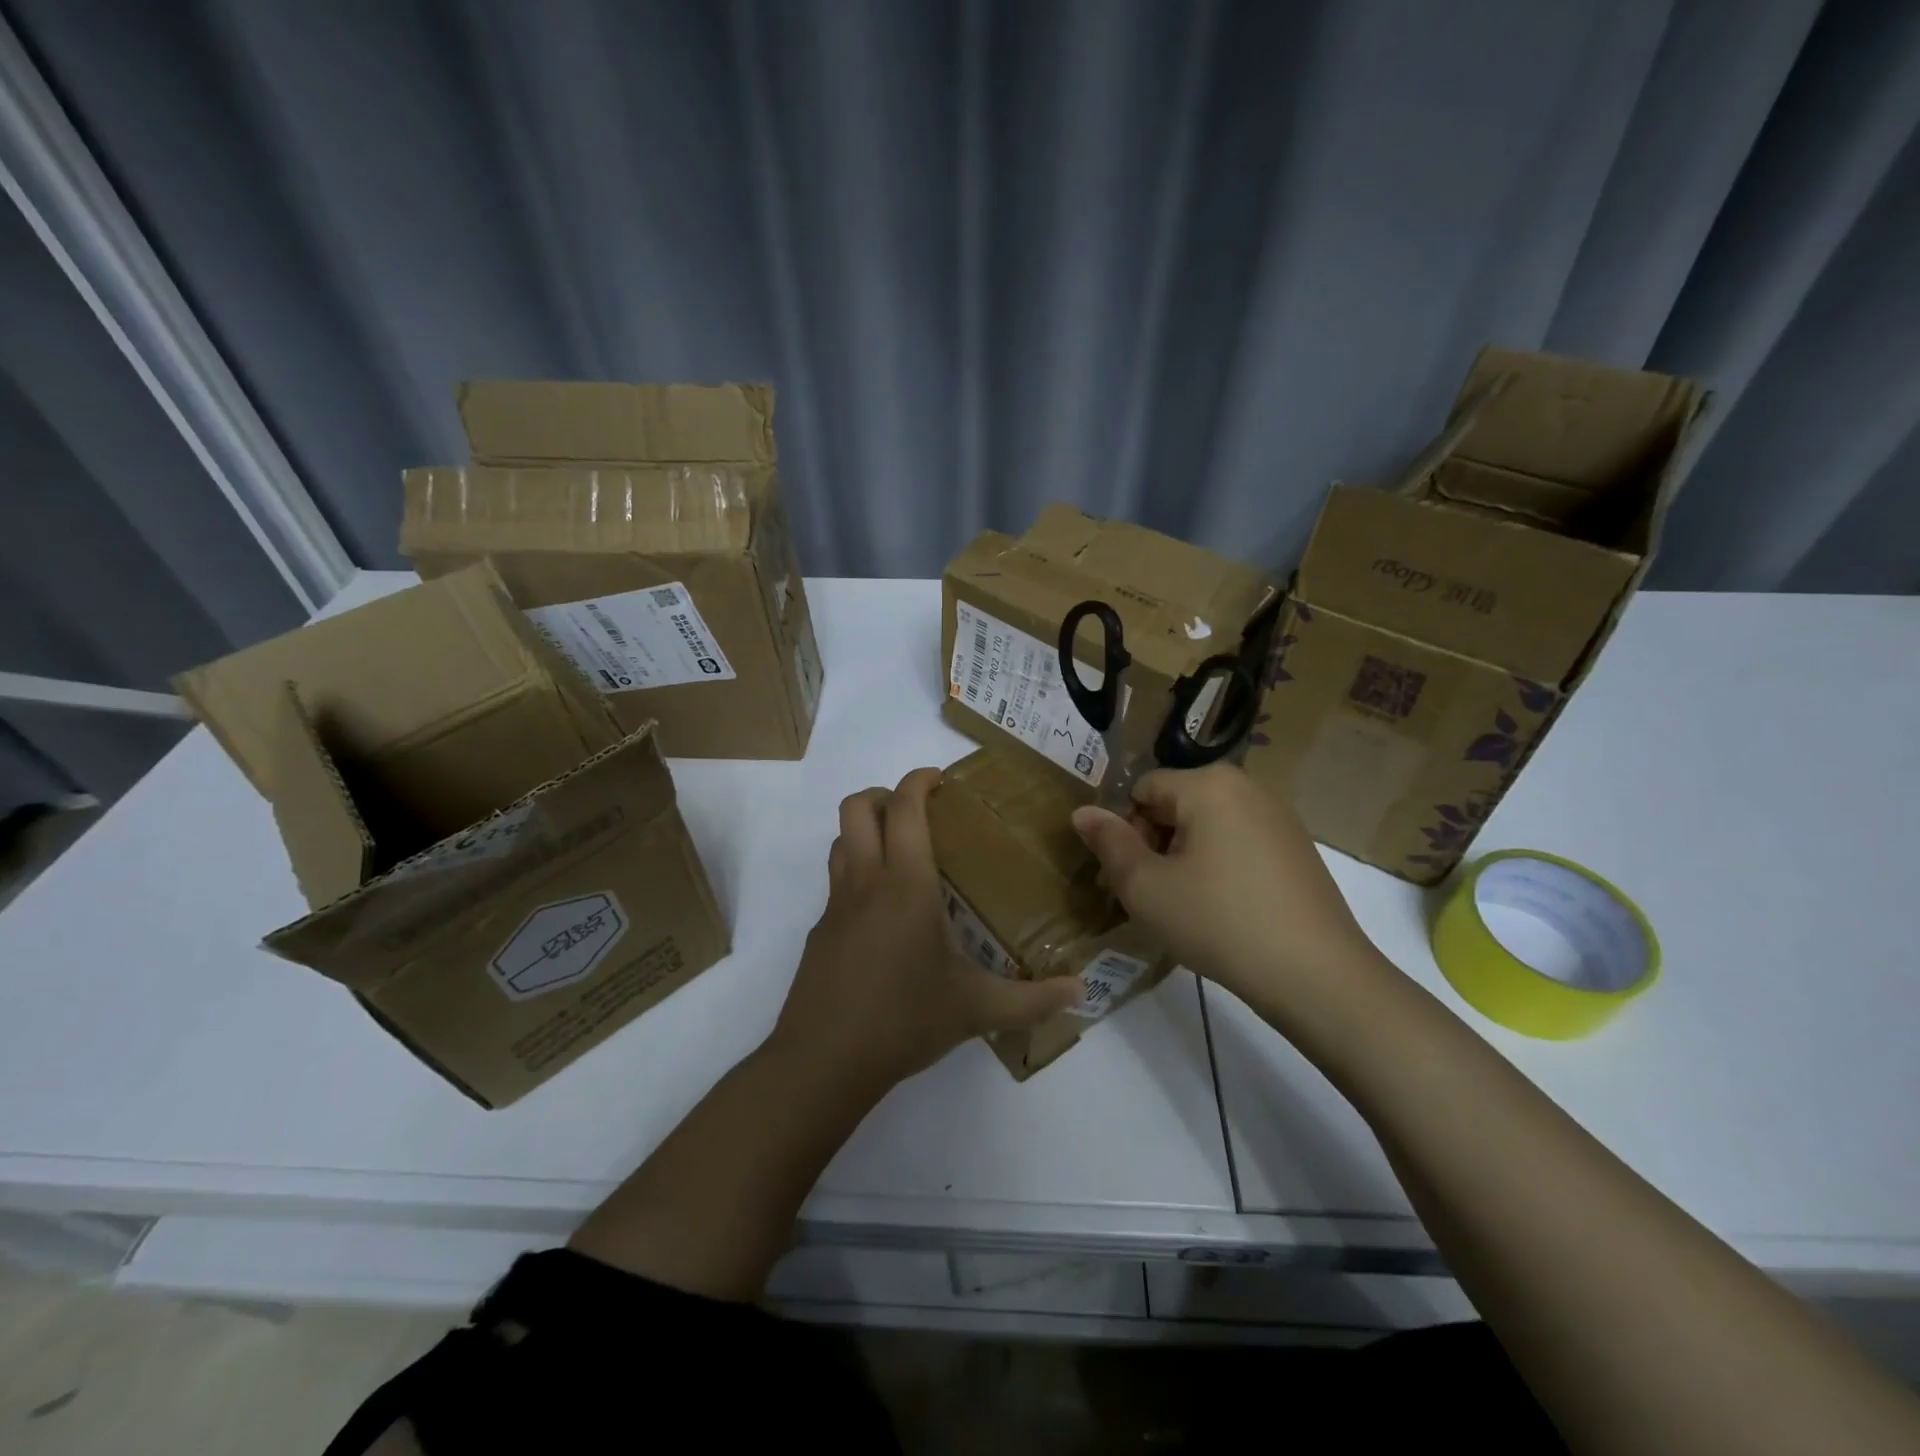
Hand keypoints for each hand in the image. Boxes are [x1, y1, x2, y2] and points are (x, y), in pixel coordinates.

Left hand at [771, 768, 1080, 1087]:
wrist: (823, 1061)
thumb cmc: (903, 1020)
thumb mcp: (976, 1009)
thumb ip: (1032, 999)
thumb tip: (1081, 992)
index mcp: (905, 884)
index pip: (904, 807)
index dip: (919, 780)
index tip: (941, 779)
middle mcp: (865, 882)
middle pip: (856, 808)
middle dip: (885, 795)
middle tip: (919, 814)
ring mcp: (835, 907)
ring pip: (840, 841)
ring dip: (866, 832)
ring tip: (904, 856)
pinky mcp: (820, 933)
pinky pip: (836, 884)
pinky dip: (858, 876)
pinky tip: (886, 918)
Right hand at [1070, 764, 1389, 1020]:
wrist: (1317, 975)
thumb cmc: (1219, 922)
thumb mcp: (1147, 887)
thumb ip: (1109, 843)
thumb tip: (1082, 812)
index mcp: (1208, 784)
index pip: (1142, 790)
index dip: (1125, 832)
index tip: (1130, 879)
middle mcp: (1247, 786)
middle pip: (1175, 804)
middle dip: (1154, 845)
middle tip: (1152, 897)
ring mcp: (1279, 816)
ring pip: (1206, 826)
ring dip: (1184, 858)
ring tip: (1186, 908)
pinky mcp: (1297, 847)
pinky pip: (1238, 842)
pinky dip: (1219, 867)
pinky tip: (1224, 910)